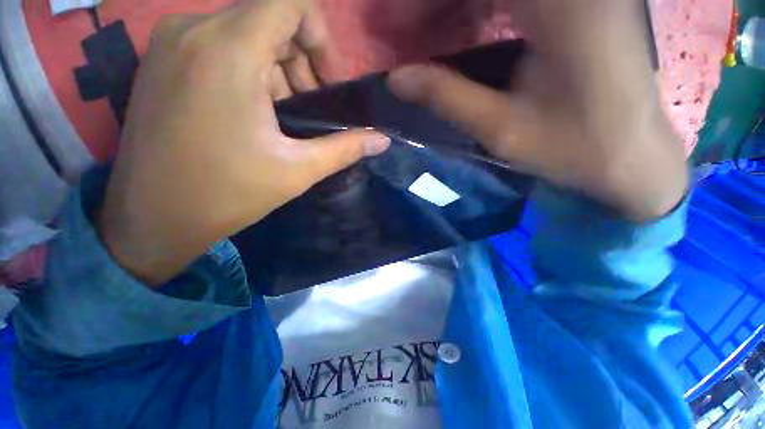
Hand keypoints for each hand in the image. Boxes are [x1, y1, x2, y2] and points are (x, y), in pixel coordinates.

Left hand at [98, 0, 389, 285]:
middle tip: (314, 109)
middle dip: (304, 61)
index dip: (320, 36)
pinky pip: (221, 45)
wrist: (153, 218)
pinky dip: (251, 70)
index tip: (329, 81)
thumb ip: (345, 148)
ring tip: (287, 116)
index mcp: (227, 50)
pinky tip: (256, 112)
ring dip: (279, 69)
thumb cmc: (227, 194)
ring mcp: (171, 42)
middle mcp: (193, 29)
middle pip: (271, 19)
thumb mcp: (298, 170)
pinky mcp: (162, 60)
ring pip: (246, 33)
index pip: (290, 0)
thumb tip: (381, 139)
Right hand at [389, 0, 686, 220]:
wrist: (633, 154)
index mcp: (560, 7)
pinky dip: (481, 5)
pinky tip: (464, 22)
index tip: (389, 22)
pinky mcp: (582, 0)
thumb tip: (396, 78)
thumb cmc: (572, 148)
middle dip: (432, 3)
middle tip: (403, 28)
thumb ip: (446, 96)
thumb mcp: (500, 129)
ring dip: (455, 4)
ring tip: (424, 27)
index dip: (418, 0)